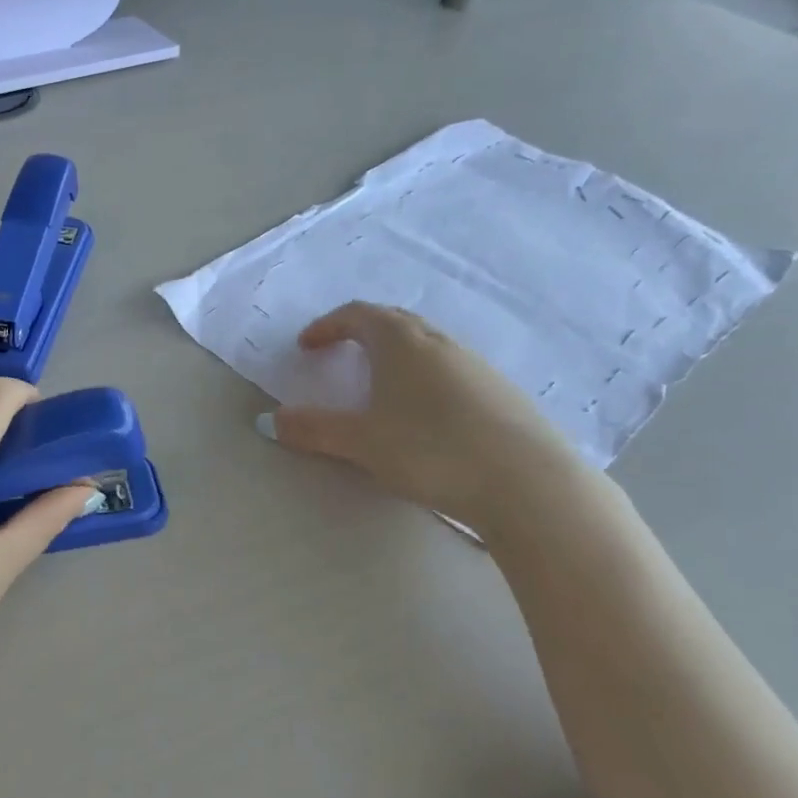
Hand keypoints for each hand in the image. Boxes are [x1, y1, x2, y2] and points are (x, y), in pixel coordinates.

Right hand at [267, 302, 592, 537]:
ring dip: (395, 356)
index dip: (327, 326)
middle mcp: (439, 343)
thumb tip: (271, 420)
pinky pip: (450, 371)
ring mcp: (475, 365)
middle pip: (394, 323)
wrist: (525, 481)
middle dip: (361, 333)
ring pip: (426, 347)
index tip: (307, 346)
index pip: (358, 315)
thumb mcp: (361, 443)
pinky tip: (425, 416)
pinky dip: (424, 378)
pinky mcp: (499, 392)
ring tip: (379, 387)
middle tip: (340, 356)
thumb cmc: (430, 450)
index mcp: (401, 343)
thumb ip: (314, 429)